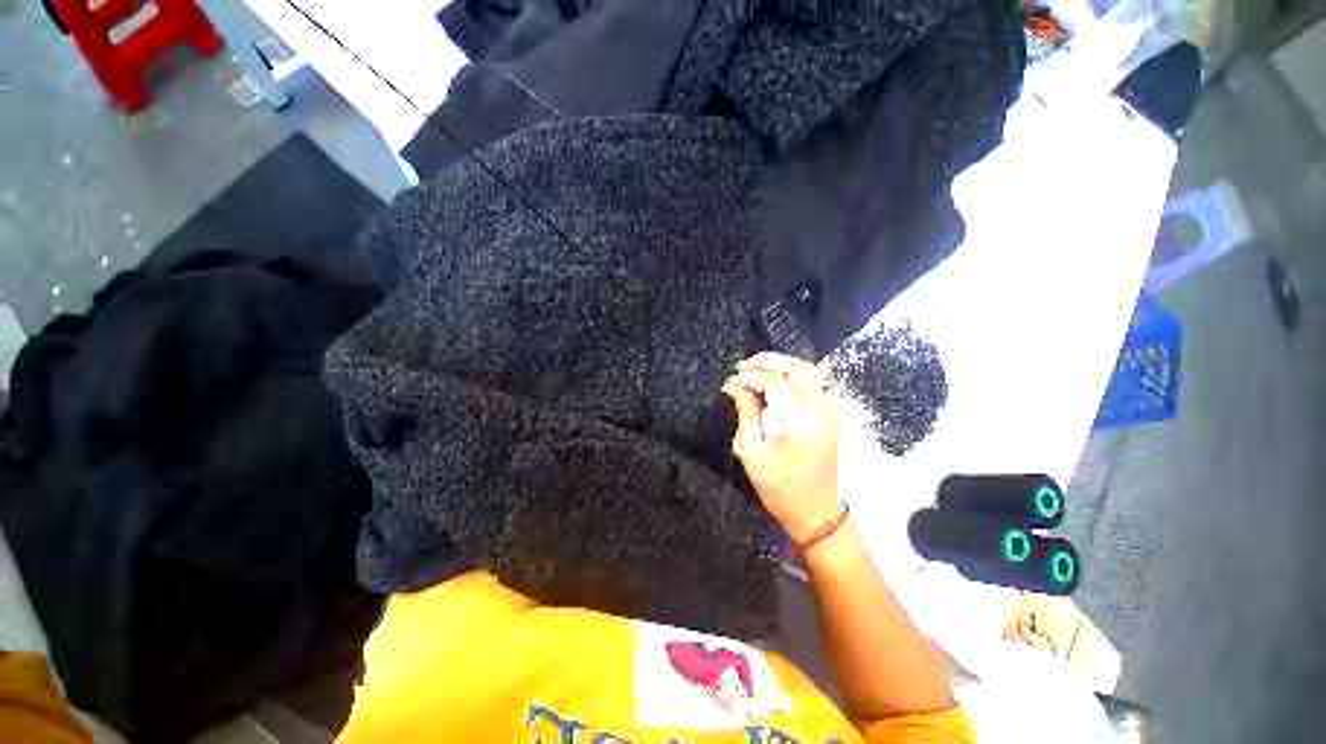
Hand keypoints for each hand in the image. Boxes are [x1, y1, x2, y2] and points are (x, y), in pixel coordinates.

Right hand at [722, 353, 841, 544]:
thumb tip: (734, 386)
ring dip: (783, 364)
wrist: (816, 513)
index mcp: (803, 428)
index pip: (776, 385)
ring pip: (811, 372)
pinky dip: (794, 374)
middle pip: (800, 369)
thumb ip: (746, 414)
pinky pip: (815, 384)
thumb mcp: (753, 454)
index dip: (751, 378)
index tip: (731, 381)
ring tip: (756, 367)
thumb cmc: (780, 491)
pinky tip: (775, 379)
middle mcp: (823, 415)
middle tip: (744, 364)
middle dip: (769, 361)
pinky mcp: (832, 416)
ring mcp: (832, 414)